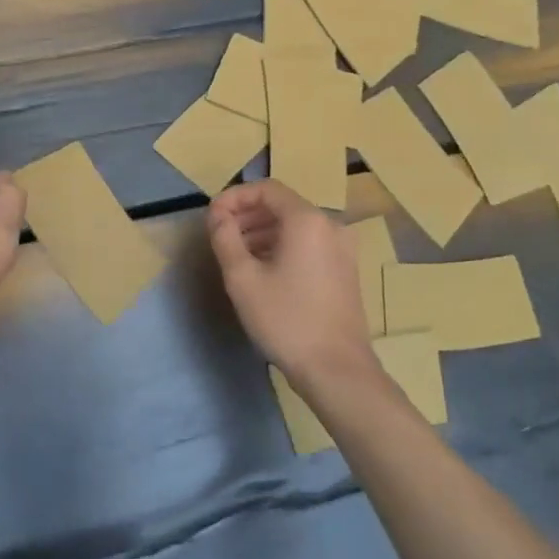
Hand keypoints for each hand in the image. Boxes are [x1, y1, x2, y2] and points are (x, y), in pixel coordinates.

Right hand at [207, 180, 377, 387]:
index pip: (267, 189)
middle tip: (220, 235)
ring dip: (263, 231)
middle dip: (248, 215)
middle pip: (282, 205)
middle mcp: (330, 224)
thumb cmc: (287, 320)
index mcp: (307, 219)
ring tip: (236, 254)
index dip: (235, 197)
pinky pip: (309, 243)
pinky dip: (283, 246)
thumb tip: (218, 216)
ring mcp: (342, 247)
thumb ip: (225, 238)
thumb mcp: (243, 279)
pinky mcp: (346, 268)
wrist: (337, 369)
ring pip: (296, 226)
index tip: (212, 217)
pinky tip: (264, 270)